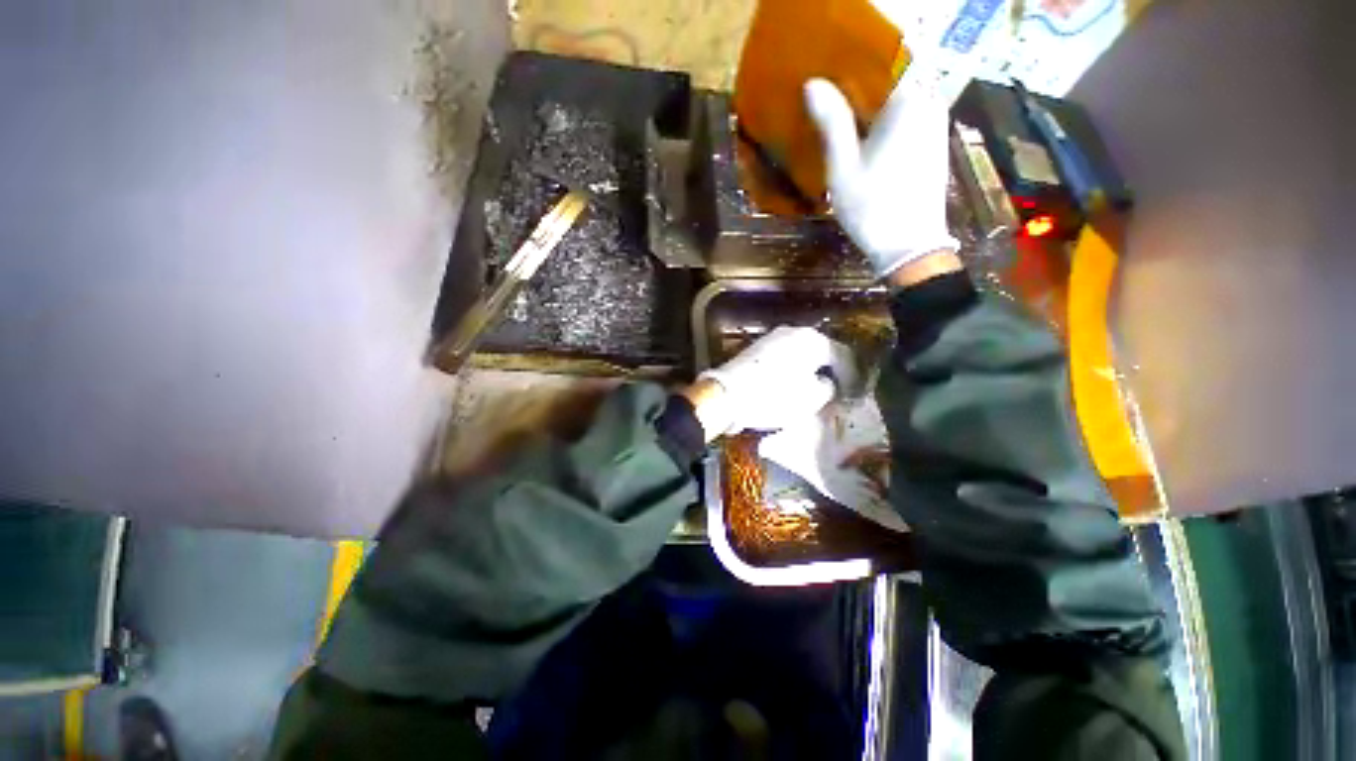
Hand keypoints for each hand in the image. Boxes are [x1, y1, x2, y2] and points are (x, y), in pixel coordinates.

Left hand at [691, 326, 852, 437]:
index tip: (855, 394)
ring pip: (801, 353)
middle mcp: (793, 332)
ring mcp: (772, 338)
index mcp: (812, 340)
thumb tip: (826, 382)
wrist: (727, 395)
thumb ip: (828, 388)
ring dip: (810, 369)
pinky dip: (792, 369)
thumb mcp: (811, 398)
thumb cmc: (774, 396)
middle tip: (837, 390)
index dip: (852, 376)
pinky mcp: (756, 348)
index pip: (842, 355)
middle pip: (820, 351)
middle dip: (830, 370)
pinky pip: (784, 357)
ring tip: (815, 388)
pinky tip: (792, 382)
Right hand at [804, 77, 958, 277]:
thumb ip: (832, 122)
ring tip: (842, 115)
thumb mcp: (844, 167)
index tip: (829, 75)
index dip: (855, 64)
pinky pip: (909, 115)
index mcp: (909, 102)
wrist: (909, 246)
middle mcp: (929, 104)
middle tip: (830, 97)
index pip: (885, 59)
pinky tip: (865, 136)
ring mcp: (935, 124)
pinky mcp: (934, 143)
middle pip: (894, 78)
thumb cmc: (873, 208)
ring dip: (873, 102)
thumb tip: (813, 84)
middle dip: (862, 83)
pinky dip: (886, 118)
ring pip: (901, 97)